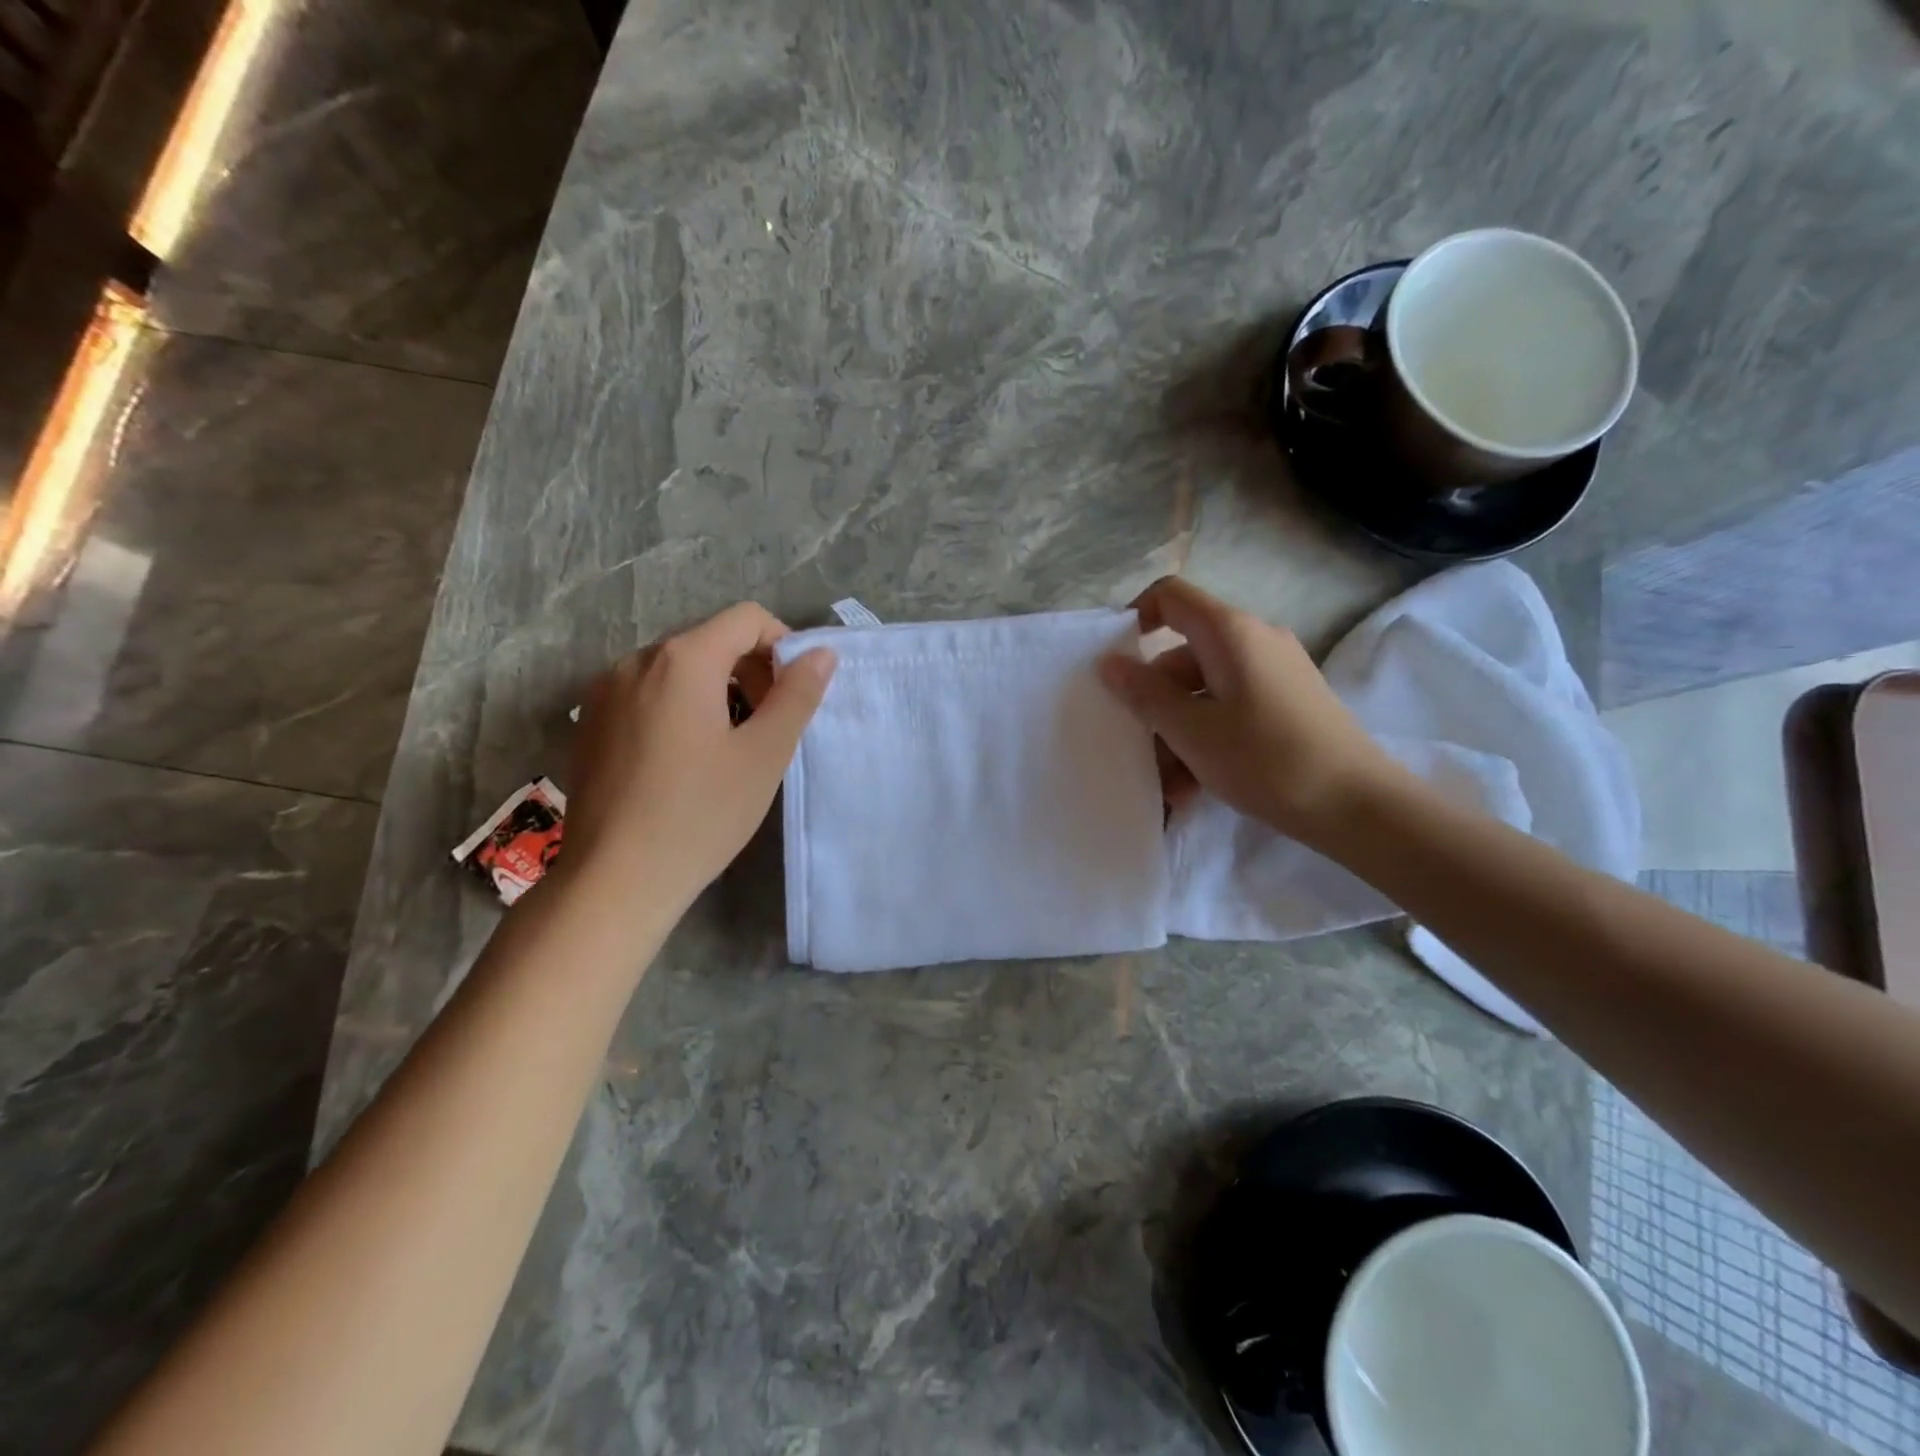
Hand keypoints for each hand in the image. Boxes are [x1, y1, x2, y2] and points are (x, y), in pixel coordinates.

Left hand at [561, 603, 835, 909]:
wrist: (614, 880)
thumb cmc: (700, 814)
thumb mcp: (764, 754)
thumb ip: (797, 695)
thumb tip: (821, 653)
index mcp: (682, 660)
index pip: (747, 619)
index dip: (783, 645)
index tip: (795, 694)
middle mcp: (636, 661)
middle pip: (711, 640)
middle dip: (751, 670)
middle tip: (770, 725)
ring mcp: (605, 691)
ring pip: (679, 668)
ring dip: (717, 689)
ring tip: (731, 745)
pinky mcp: (590, 722)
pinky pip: (648, 693)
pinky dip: (680, 706)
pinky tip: (686, 759)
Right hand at [1096, 577, 1394, 842]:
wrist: (1358, 805)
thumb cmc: (1266, 759)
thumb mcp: (1191, 730)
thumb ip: (1144, 694)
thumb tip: (1109, 662)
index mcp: (1230, 633)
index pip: (1170, 596)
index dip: (1134, 617)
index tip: (1114, 663)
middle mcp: (1255, 641)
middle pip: (1183, 655)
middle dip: (1155, 702)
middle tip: (1139, 749)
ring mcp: (1275, 673)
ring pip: (1205, 691)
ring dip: (1178, 733)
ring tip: (1168, 786)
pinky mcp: (1288, 704)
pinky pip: (1231, 710)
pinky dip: (1208, 740)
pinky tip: (1194, 788)